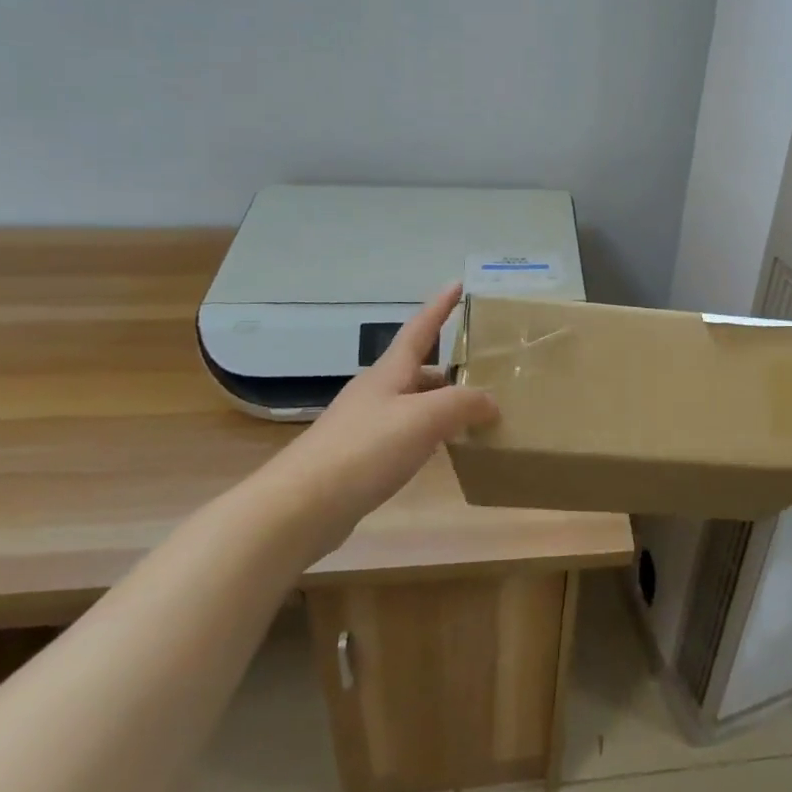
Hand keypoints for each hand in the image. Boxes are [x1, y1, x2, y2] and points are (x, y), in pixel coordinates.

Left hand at [252, 283, 498, 551]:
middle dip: (449, 369)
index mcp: (389, 373)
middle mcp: (376, 392)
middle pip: (418, 369)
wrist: (300, 506)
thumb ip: (463, 404)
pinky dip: (427, 434)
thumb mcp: (424, 419)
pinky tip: (440, 452)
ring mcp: (364, 424)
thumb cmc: (365, 449)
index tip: (458, 284)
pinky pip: (403, 434)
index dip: (440, 307)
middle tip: (483, 373)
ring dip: (440, 404)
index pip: (420, 329)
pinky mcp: (358, 457)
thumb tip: (492, 402)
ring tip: (472, 415)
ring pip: (412, 403)